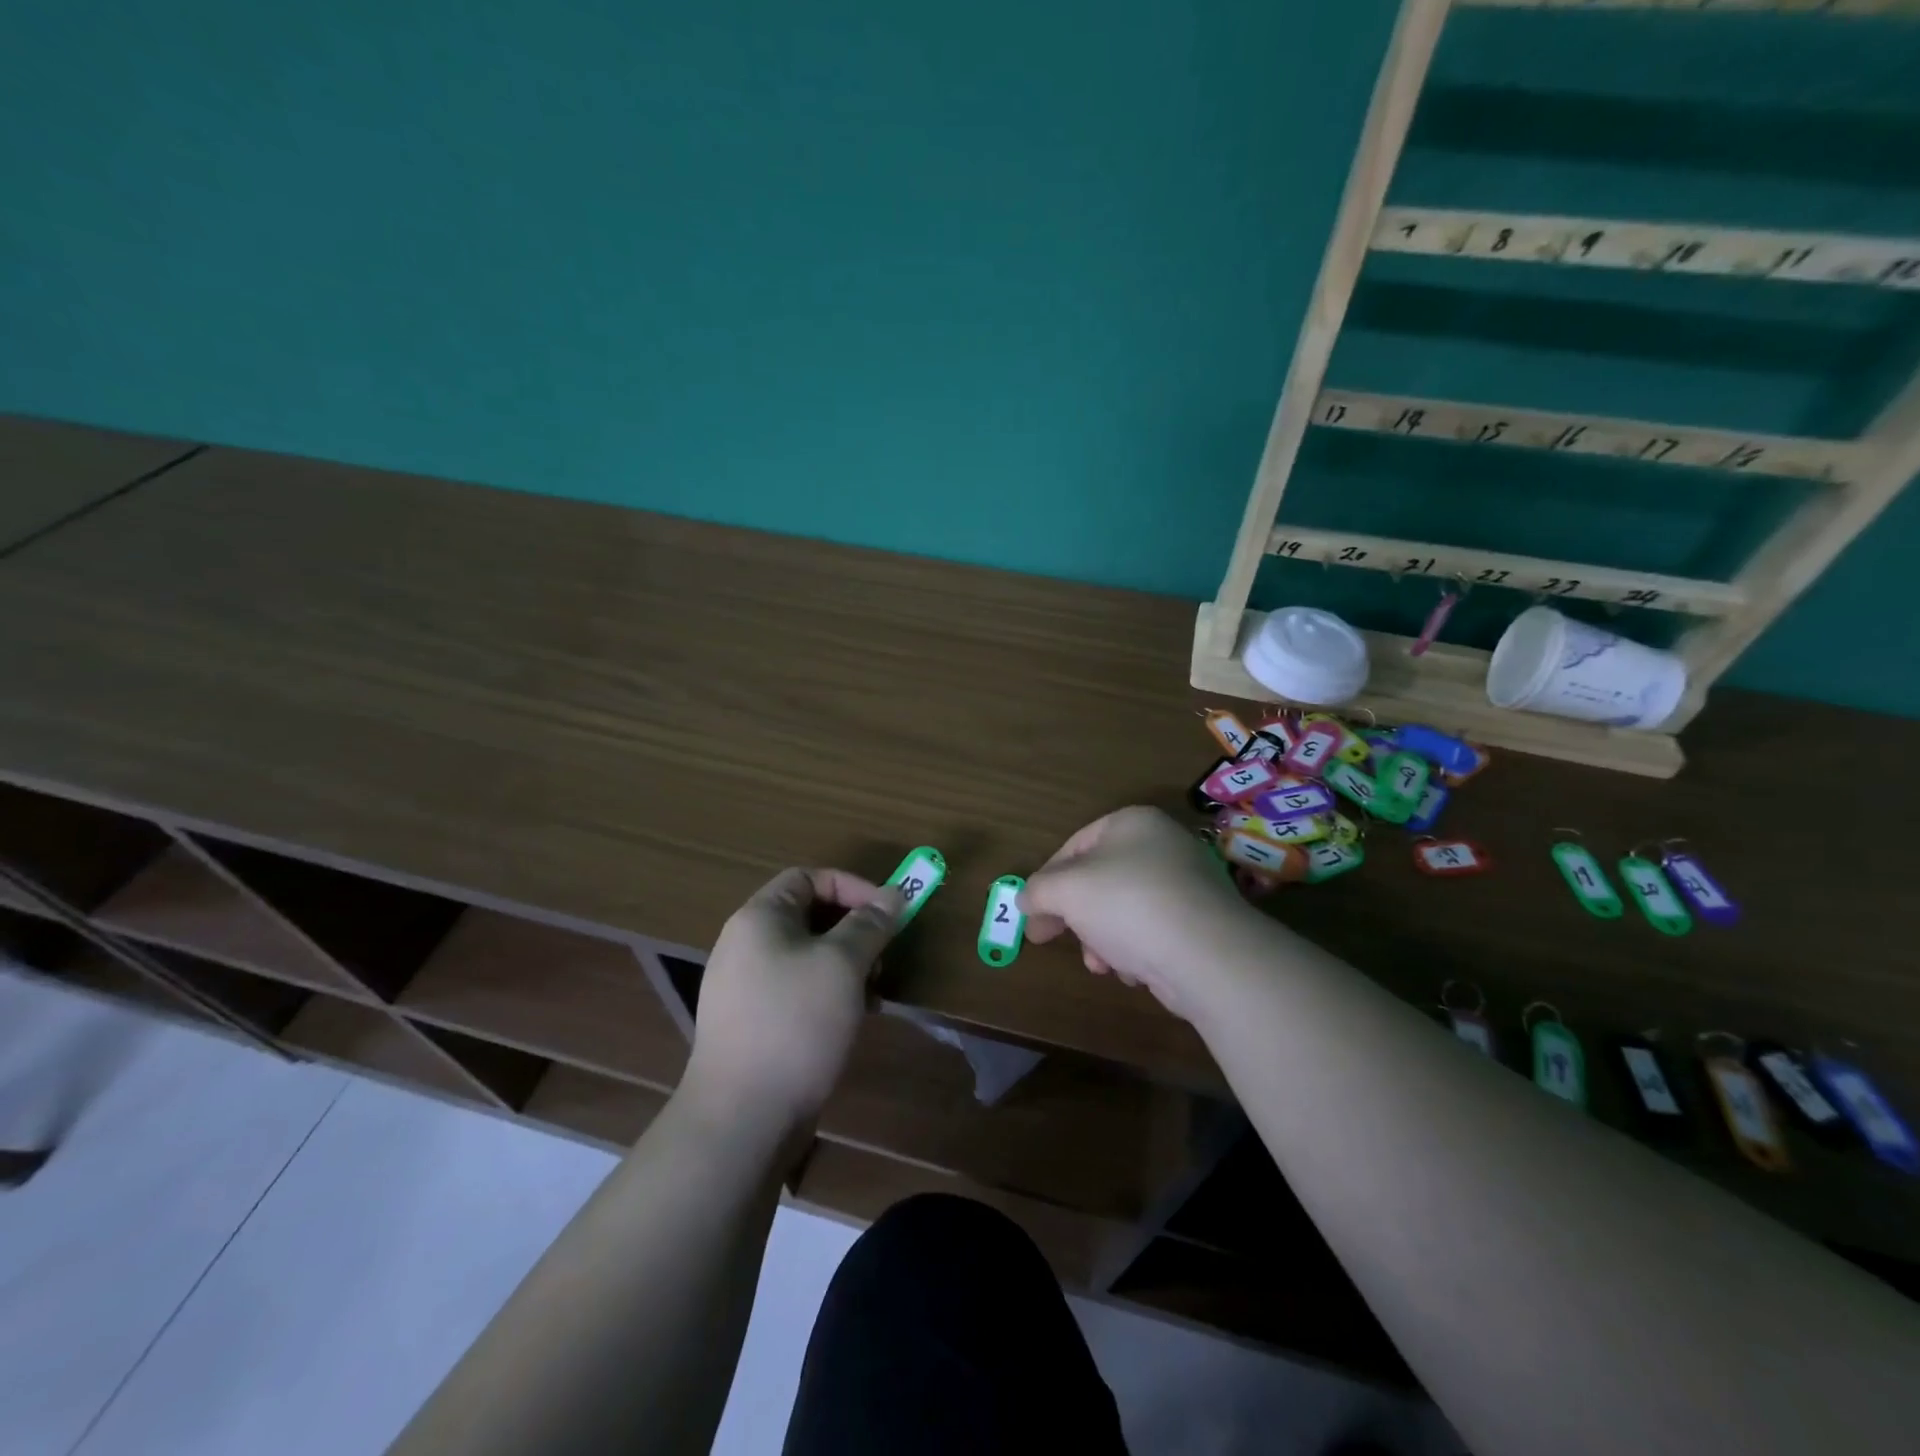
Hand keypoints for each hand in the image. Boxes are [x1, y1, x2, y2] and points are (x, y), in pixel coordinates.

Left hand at [684, 868, 903, 1128]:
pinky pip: (796, 989)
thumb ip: (870, 924)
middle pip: (808, 916)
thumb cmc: (795, 1023)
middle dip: (854, 930)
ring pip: (807, 956)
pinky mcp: (752, 1024)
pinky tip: (850, 1020)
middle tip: (883, 957)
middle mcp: (745, 945)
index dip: (852, 887)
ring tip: (872, 993)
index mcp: (759, 918)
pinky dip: (828, 993)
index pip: (808, 878)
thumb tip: (893, 894)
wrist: (742, 1117)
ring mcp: (745, 987)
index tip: (888, 913)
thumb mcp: (843, 965)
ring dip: (846, 965)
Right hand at [1020, 806, 1253, 1017]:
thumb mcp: (1065, 890)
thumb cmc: (1126, 904)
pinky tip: (1133, 972)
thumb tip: (1025, 902)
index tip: (1031, 914)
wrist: (1207, 954)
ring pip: (1124, 909)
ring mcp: (1187, 883)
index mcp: (1132, 823)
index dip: (1047, 880)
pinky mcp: (1202, 922)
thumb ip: (1037, 891)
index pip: (1074, 845)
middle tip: (1054, 940)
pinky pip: (1154, 931)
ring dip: (1102, 938)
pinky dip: (1136, 950)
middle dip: (1075, 915)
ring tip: (1101, 964)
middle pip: (1099, 880)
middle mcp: (1163, 845)